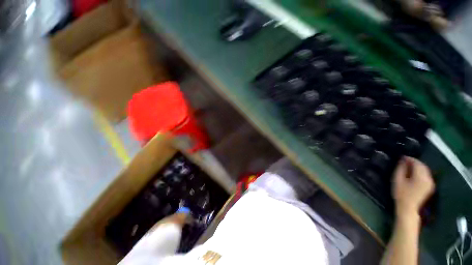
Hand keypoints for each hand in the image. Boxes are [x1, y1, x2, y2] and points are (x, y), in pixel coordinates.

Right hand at [392, 157, 434, 217]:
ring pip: (425, 170)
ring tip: (408, 167)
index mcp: (421, 177)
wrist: (408, 209)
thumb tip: (403, 160)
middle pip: (422, 166)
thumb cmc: (401, 194)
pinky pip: (426, 175)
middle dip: (414, 162)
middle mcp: (428, 178)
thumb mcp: (397, 180)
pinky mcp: (430, 187)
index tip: (401, 157)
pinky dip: (420, 172)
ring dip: (417, 167)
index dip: (409, 158)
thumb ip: (401, 169)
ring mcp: (430, 183)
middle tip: (404, 161)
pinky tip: (413, 174)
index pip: (417, 163)